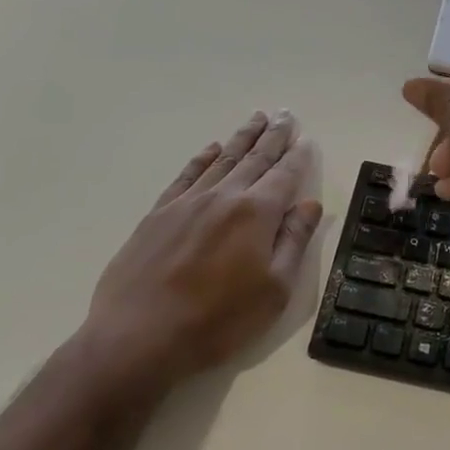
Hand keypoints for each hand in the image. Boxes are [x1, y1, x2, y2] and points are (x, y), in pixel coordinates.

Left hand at [78, 111, 322, 388]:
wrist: (139, 336)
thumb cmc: (217, 320)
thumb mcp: (274, 290)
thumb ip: (293, 241)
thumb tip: (311, 204)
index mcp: (256, 214)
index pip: (284, 176)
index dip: (298, 157)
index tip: (307, 139)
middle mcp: (224, 196)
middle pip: (255, 158)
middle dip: (273, 136)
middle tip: (285, 114)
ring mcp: (187, 202)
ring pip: (223, 159)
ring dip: (242, 138)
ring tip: (256, 118)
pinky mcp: (159, 213)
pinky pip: (187, 175)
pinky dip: (203, 158)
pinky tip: (212, 148)